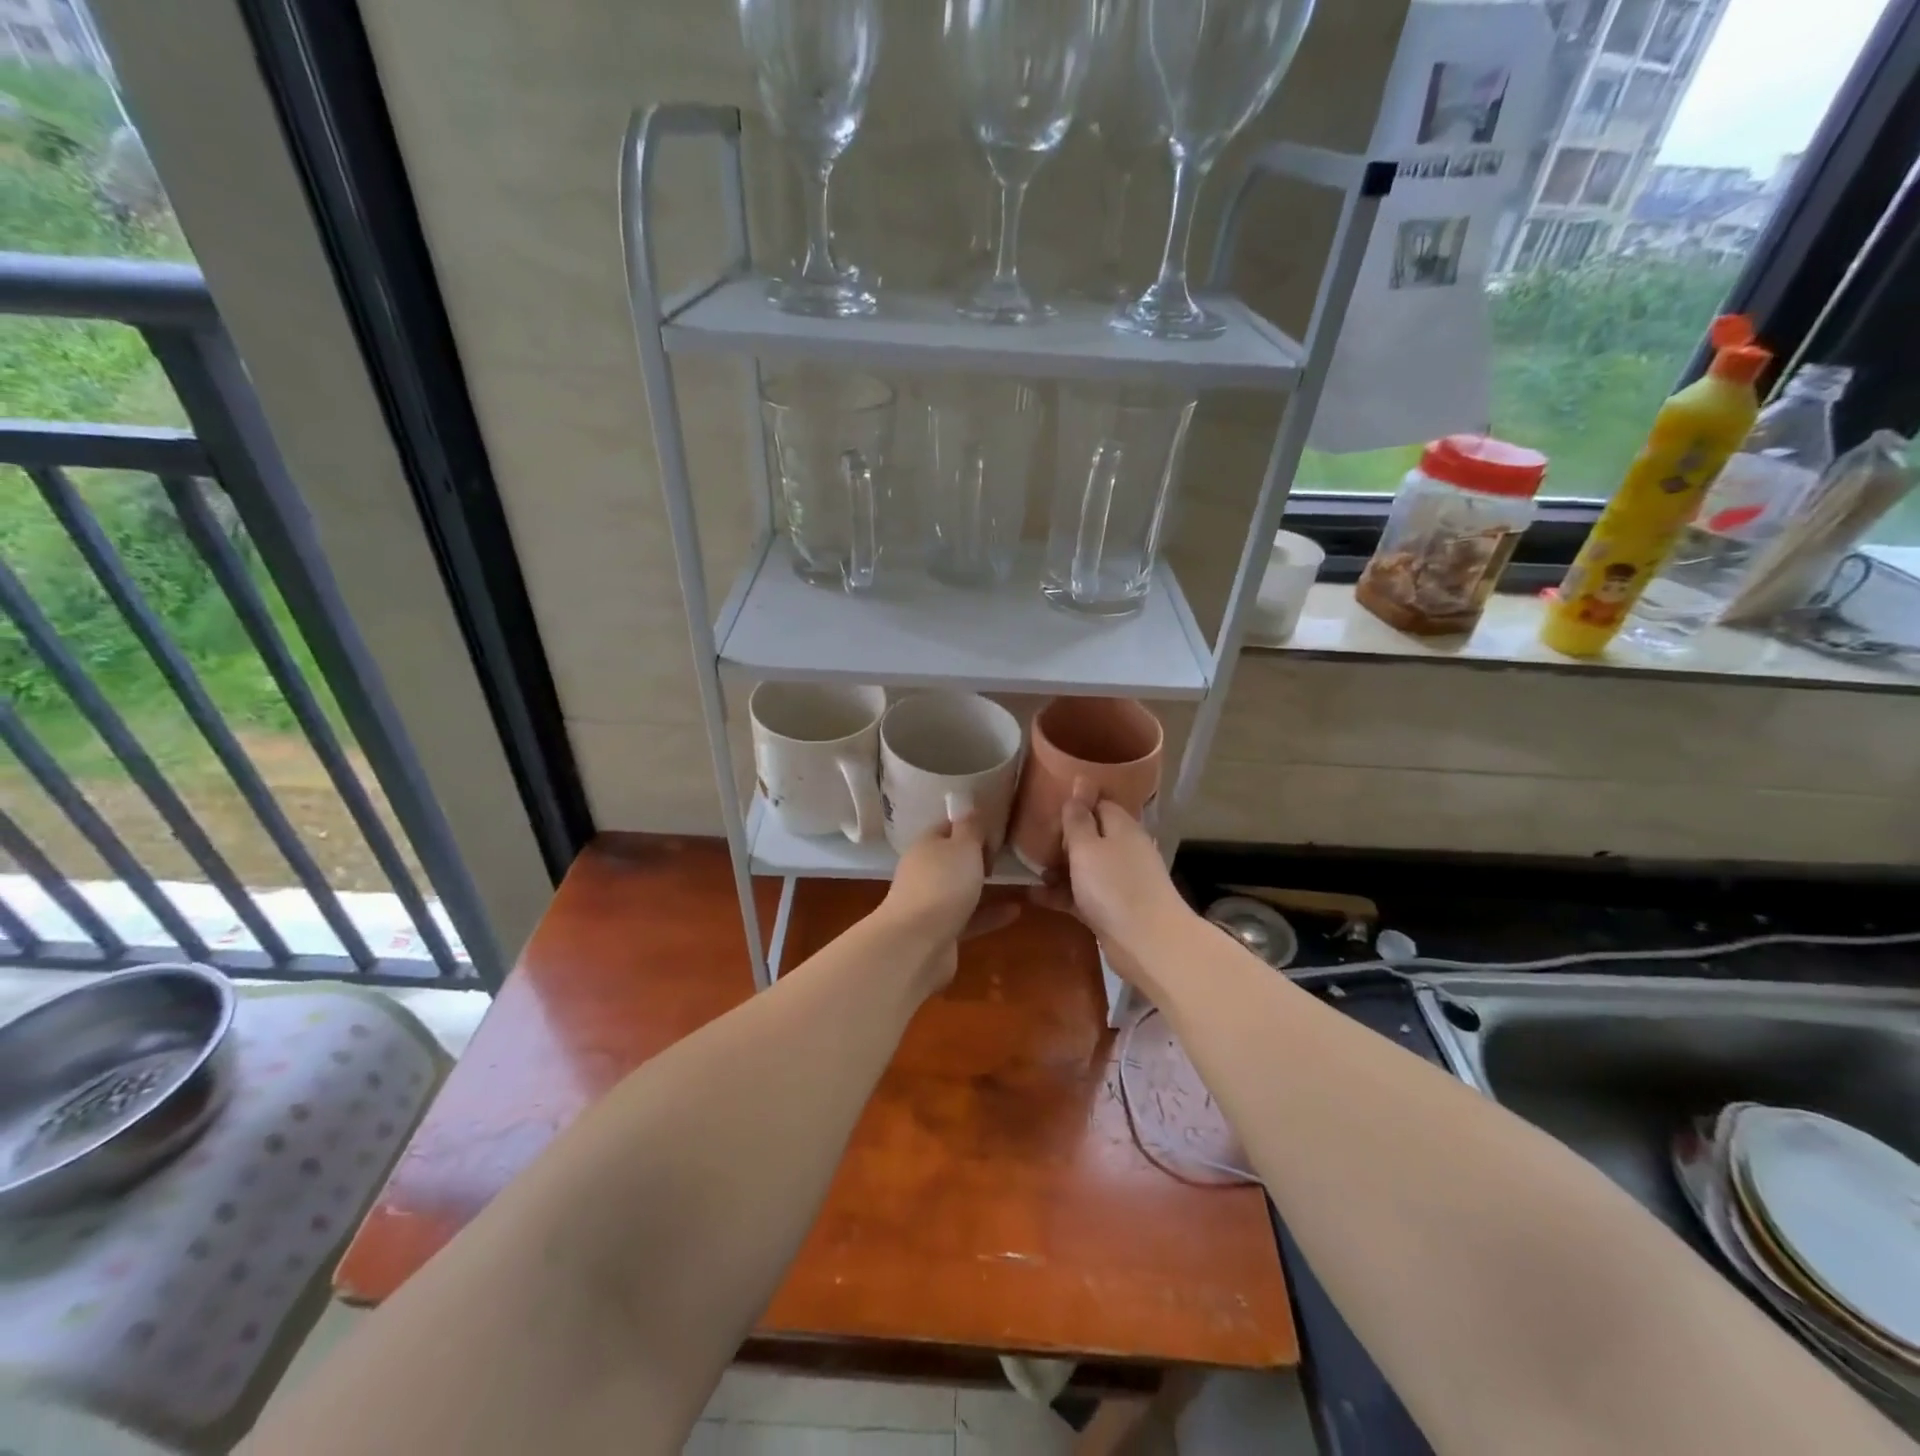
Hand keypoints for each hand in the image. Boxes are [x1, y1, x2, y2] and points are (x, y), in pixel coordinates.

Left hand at [879, 815, 1020, 990]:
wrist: (916, 944)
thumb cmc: (943, 884)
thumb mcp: (963, 846)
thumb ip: (970, 827)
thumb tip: (969, 806)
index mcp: (926, 845)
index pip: (948, 826)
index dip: (972, 825)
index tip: (998, 829)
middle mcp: (925, 871)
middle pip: (953, 859)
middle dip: (978, 856)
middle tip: (1009, 855)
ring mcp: (931, 903)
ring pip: (961, 889)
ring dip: (985, 886)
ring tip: (1017, 881)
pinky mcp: (941, 932)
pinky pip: (970, 918)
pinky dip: (990, 914)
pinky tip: (1016, 911)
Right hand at [1032, 781, 1189, 961]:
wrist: (1149, 945)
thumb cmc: (1114, 887)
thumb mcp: (1087, 847)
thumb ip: (1078, 818)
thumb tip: (1080, 780)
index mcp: (1122, 827)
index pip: (1098, 803)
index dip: (1074, 803)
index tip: (1045, 806)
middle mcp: (1124, 849)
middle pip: (1091, 835)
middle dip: (1062, 838)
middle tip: (1029, 839)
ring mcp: (1120, 880)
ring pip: (1085, 866)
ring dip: (1059, 867)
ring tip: (1028, 869)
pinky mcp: (1113, 908)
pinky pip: (1083, 894)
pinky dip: (1062, 894)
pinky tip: (1035, 896)